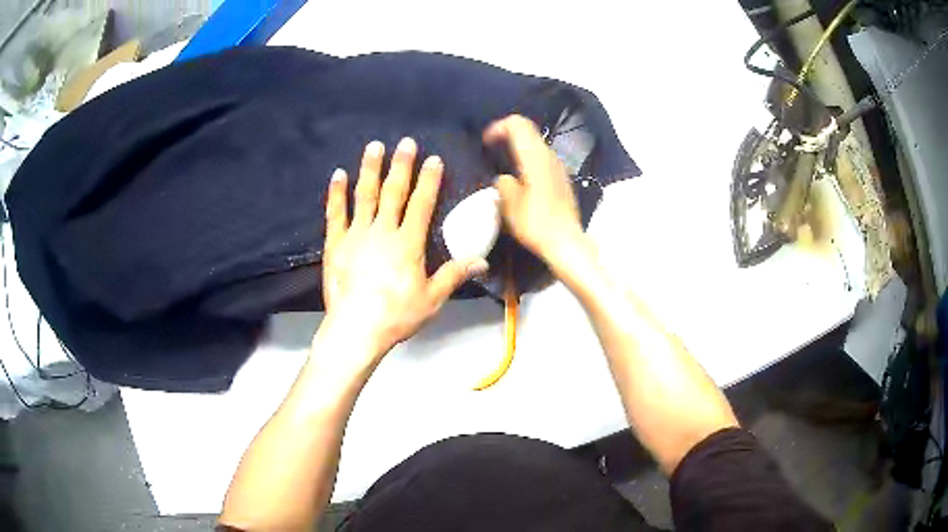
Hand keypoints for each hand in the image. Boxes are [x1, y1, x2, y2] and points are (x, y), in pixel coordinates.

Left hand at [321, 138, 488, 359]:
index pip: (421, 204)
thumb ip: (454, 275)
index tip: (433, 159)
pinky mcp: (335, 244)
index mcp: (408, 243)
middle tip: (405, 142)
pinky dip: (337, 193)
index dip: (429, 180)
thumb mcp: (432, 299)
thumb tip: (482, 261)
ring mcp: (356, 235)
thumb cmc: (397, 315)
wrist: (356, 328)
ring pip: (364, 195)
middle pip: (393, 192)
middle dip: (401, 166)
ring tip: (374, 146)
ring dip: (370, 169)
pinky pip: (335, 214)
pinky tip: (338, 174)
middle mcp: (382, 231)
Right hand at [484, 115, 588, 271]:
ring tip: (504, 162)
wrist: (567, 243)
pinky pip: (542, 159)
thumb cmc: (536, 223)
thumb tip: (504, 179)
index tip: (486, 143)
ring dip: (519, 147)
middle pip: (528, 131)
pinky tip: (521, 177)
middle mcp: (549, 156)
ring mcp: (559, 167)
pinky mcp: (562, 180)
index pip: (517, 124)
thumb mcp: (509, 205)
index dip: (498, 127)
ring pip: (536, 145)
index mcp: (534, 157)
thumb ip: (502, 184)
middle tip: (492, 148)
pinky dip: (528, 159)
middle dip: (507, 134)